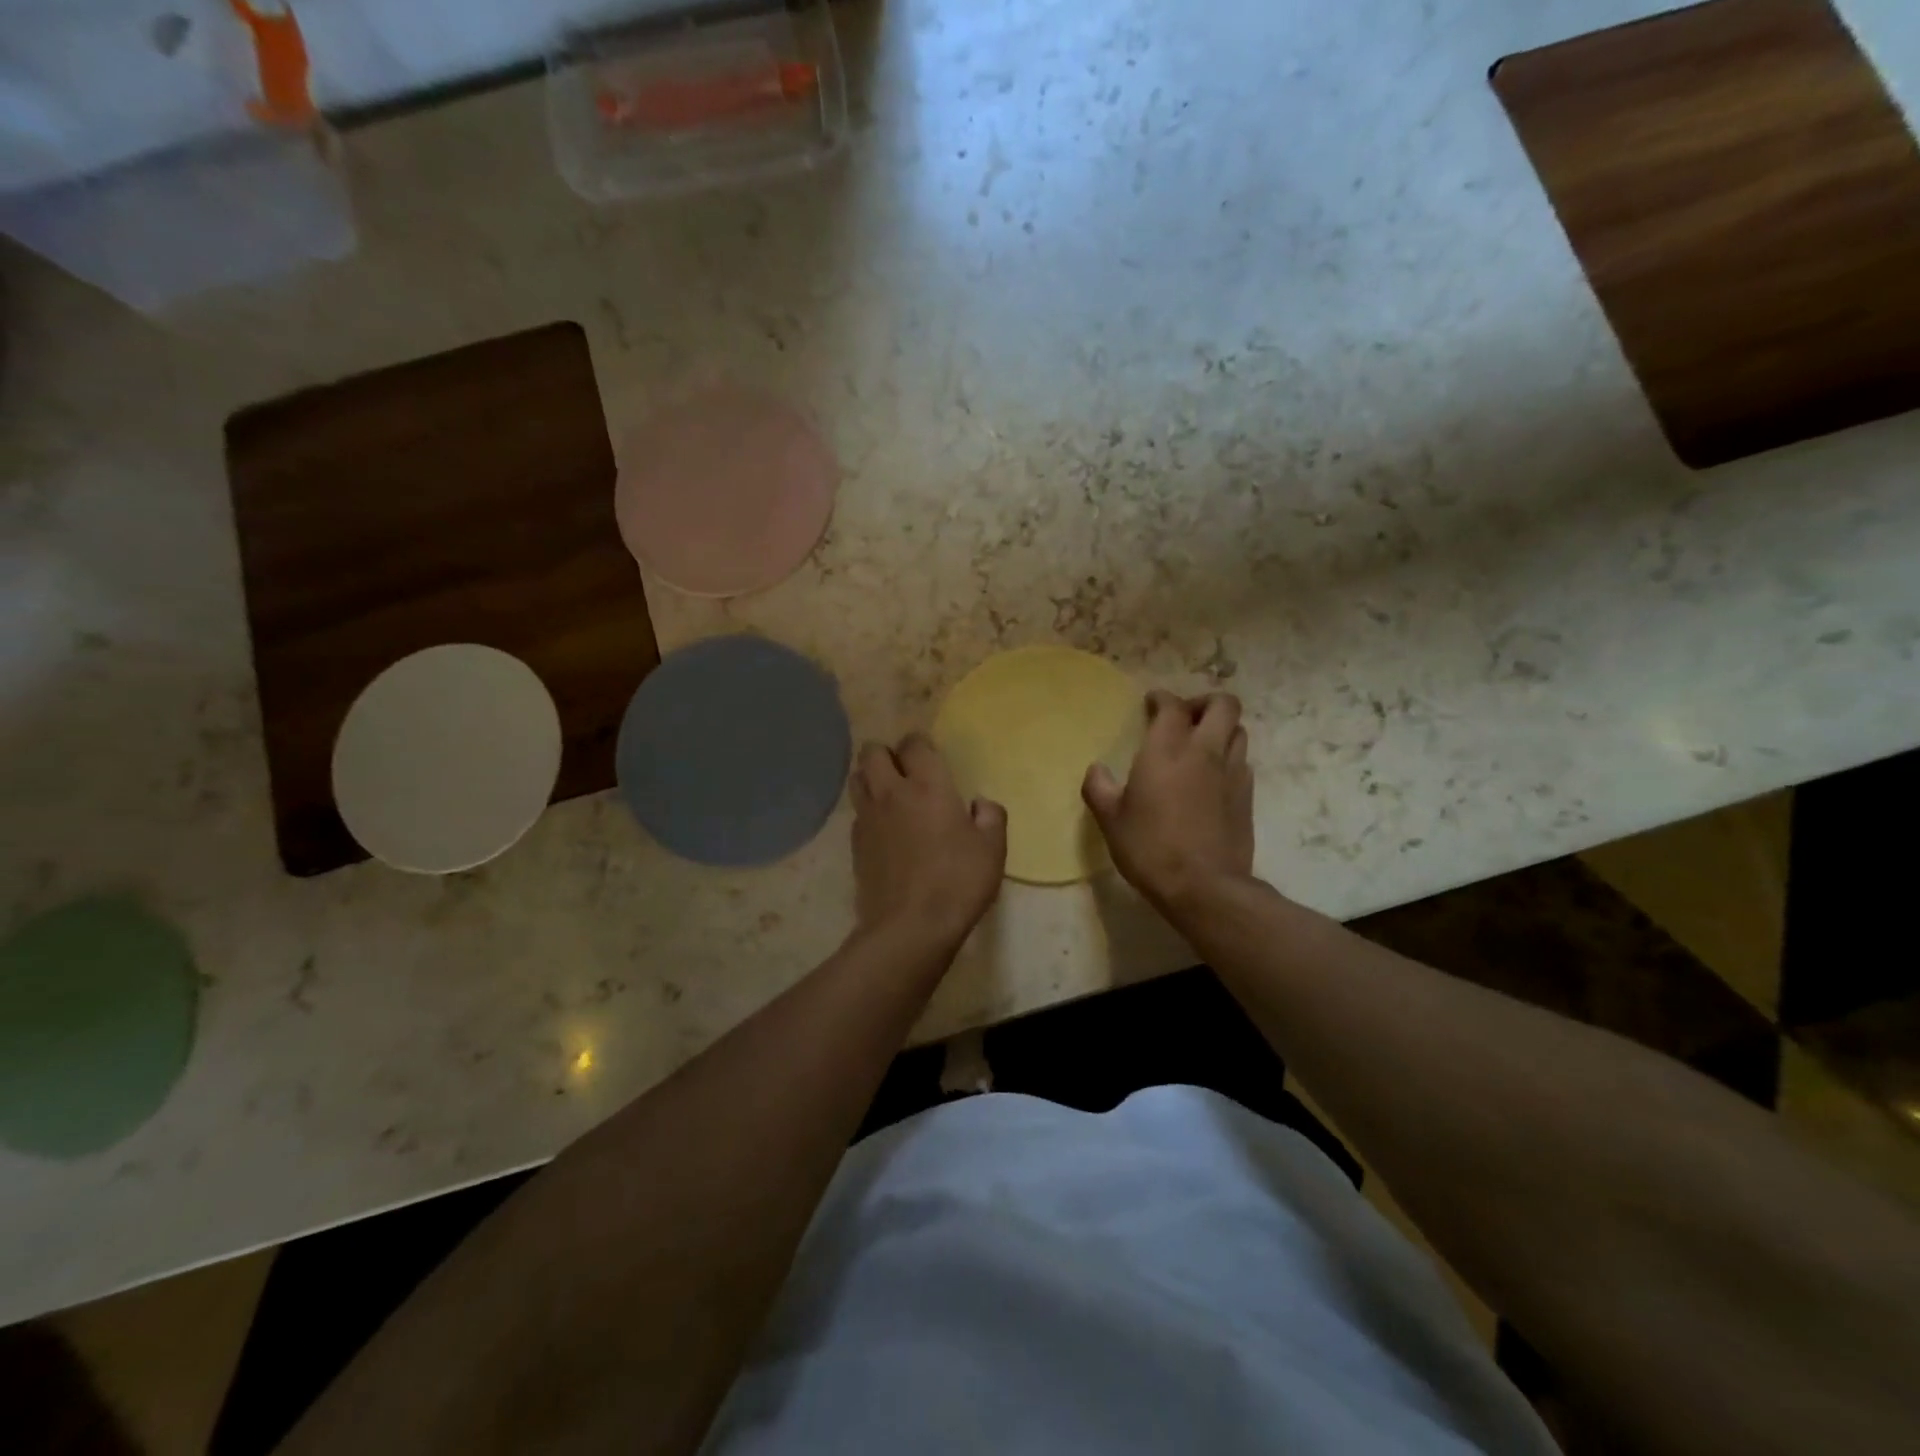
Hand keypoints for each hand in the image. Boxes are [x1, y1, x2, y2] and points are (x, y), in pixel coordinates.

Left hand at [852, 733, 1007, 947]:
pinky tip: (884, 829)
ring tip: (890, 794)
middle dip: (887, 753)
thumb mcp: (992, 850)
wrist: (909, 927)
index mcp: (927, 786)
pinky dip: (867, 811)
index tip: (932, 758)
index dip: (921, 744)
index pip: (914, 743)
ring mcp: (868, 818)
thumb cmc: (957, 882)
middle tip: (906, 772)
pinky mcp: (854, 844)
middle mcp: (891, 793)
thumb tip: (979, 804)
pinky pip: (856, 812)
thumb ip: (991, 817)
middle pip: (872, 751)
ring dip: (871, 777)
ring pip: (857, 777)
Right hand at [1082, 691, 1253, 915]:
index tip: (1152, 704)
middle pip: (1223, 705)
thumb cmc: (1150, 848)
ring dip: (1220, 729)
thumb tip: (1096, 770)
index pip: (1172, 705)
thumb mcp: (1111, 820)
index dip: (1162, 699)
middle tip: (1184, 718)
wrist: (1204, 887)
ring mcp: (1231, 773)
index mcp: (1167, 750)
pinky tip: (1212, 777)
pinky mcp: (1247, 796)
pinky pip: (1242, 761)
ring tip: (1201, 745)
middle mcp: (1205, 751)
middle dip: (1204, 702)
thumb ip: (1099, 788)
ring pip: (1238, 730)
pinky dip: (1228, 757)